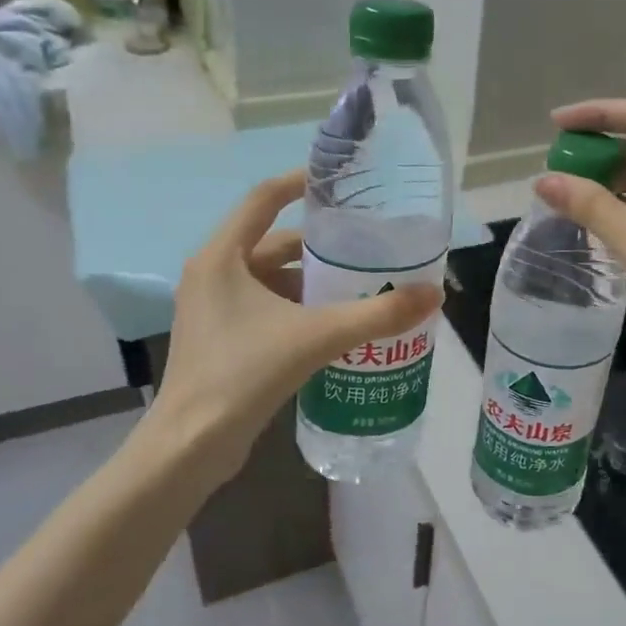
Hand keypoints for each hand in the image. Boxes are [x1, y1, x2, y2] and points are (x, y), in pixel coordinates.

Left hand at [128, 171, 440, 493]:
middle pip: (272, 243)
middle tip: (366, 247)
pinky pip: (265, 308)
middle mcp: (212, 274)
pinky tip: (333, 325)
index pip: (263, 199)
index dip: (301, 183)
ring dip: (311, 281)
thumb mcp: (316, 337)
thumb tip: (432, 295)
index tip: (340, 181)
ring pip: (271, 279)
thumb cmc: (245, 373)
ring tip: (360, 286)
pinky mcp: (220, 338)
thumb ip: (377, 315)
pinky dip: (297, 308)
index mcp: (222, 257)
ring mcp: (213, 308)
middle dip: (319, 246)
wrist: (193, 444)